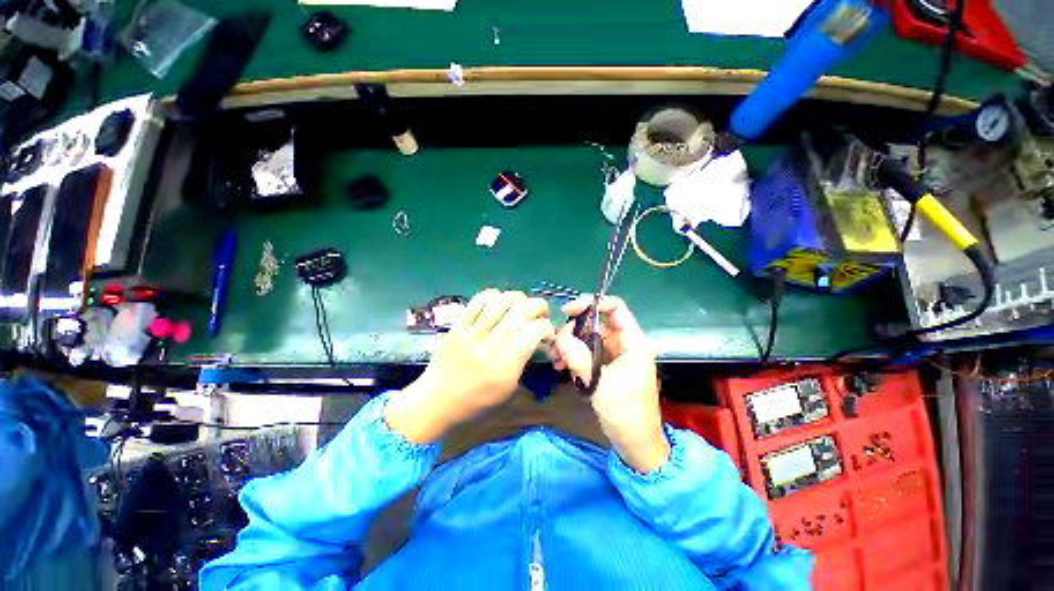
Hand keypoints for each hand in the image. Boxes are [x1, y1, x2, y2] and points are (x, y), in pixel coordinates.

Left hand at [386, 289, 554, 443]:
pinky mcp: (458, 325)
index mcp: (506, 364)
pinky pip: (477, 300)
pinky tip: (498, 301)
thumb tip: (536, 336)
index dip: (547, 326)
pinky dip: (493, 295)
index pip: (535, 331)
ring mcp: (472, 332)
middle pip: (522, 309)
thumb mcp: (508, 386)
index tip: (546, 332)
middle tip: (540, 312)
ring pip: (501, 300)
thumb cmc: (477, 400)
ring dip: (518, 297)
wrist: (437, 401)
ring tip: (521, 304)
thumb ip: (523, 358)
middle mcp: (491, 344)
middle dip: (538, 305)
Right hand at [551, 296, 668, 472]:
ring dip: (568, 345)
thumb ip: (580, 357)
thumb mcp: (601, 383)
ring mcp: (613, 355)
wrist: (635, 444)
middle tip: (555, 346)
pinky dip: (572, 356)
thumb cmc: (626, 414)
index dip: (591, 304)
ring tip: (554, 359)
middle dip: (573, 330)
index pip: (615, 308)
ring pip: (587, 337)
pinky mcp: (604, 366)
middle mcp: (623, 343)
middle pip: (595, 323)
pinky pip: (585, 352)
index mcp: (633, 342)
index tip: (567, 311)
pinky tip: (560, 366)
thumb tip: (560, 337)